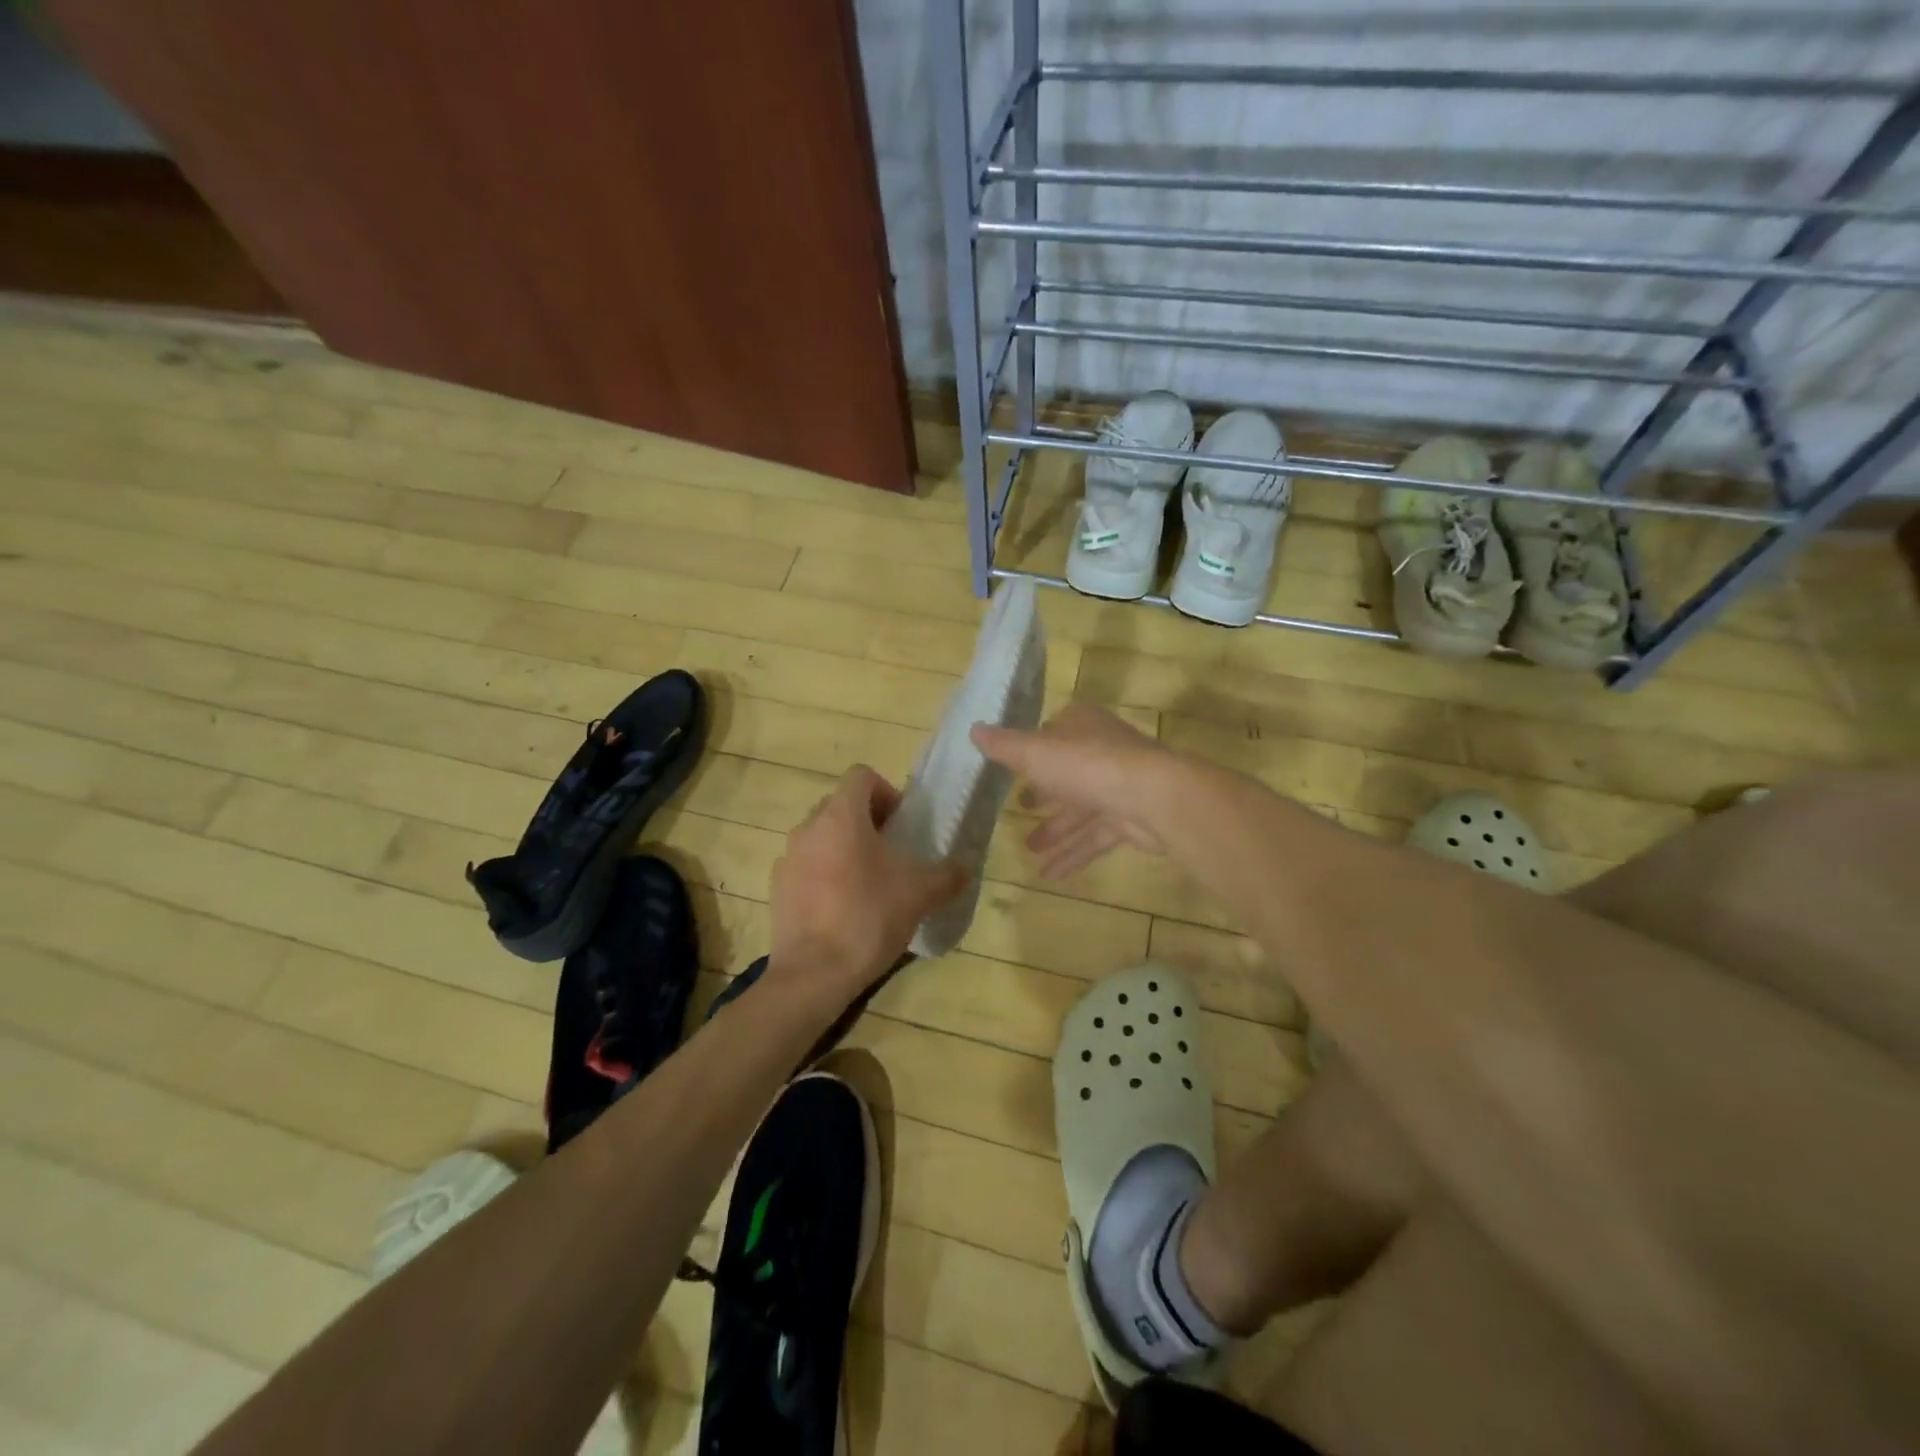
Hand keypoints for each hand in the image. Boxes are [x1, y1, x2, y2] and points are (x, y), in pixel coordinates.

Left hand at [767, 766, 965, 1005]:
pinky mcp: (778, 888)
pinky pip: (806, 865)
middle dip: (868, 821)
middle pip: (840, 805)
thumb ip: (947, 875)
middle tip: (892, 853)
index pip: (861, 776)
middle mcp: (808, 828)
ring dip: (846, 847)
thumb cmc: (868, 919)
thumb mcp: (919, 894)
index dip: (886, 792)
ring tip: (870, 882)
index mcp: (840, 817)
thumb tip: (966, 867)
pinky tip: (844, 907)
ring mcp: (788, 858)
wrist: (813, 975)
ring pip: (822, 836)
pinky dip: (825, 873)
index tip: (902, 825)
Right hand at [972, 703, 1184, 878]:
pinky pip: (1096, 837)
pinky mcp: (1131, 819)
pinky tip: (1050, 875)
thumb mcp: (1035, 752)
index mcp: (1081, 726)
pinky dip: (1074, 854)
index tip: (1015, 768)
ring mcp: (1119, 786)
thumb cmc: (1087, 765)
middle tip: (1021, 809)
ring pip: (1081, 809)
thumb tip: (973, 729)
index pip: (1053, 731)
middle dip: (1044, 793)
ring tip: (1030, 849)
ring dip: (1056, 829)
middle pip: (1068, 772)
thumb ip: (1004, 746)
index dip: (1034, 749)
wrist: (1154, 797)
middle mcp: (1102, 751)